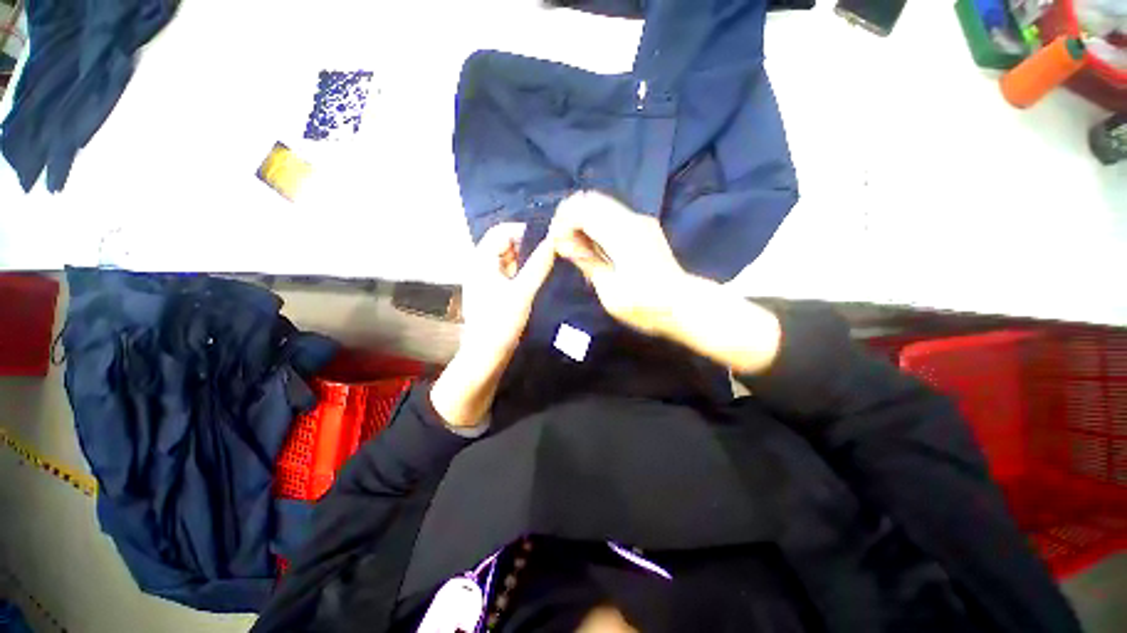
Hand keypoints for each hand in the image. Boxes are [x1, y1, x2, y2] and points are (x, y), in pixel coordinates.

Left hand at [431, 223, 554, 426]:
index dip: (524, 230)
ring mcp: (488, 282)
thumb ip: (538, 266)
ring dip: (528, 261)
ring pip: (510, 262)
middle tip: (553, 252)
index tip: (547, 238)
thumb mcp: (522, 293)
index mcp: (481, 261)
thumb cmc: (501, 323)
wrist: (486, 358)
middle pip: (506, 245)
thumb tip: (554, 240)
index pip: (501, 231)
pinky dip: (524, 274)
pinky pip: (511, 276)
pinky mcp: (495, 295)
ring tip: (551, 265)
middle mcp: (481, 267)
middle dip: (528, 246)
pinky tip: (540, 281)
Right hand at [550, 191, 686, 336]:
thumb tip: (563, 243)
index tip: (556, 244)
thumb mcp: (610, 291)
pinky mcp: (644, 227)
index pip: (582, 210)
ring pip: (601, 204)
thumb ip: (587, 261)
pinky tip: (593, 245)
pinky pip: (612, 214)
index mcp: (621, 235)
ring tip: (576, 246)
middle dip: (570, 217)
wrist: (683, 304)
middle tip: (563, 243)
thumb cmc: (645, 305)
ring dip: (583, 219)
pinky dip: (596, 223)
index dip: (563, 223)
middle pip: (591, 200)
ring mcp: (640, 221)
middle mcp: (631, 220)